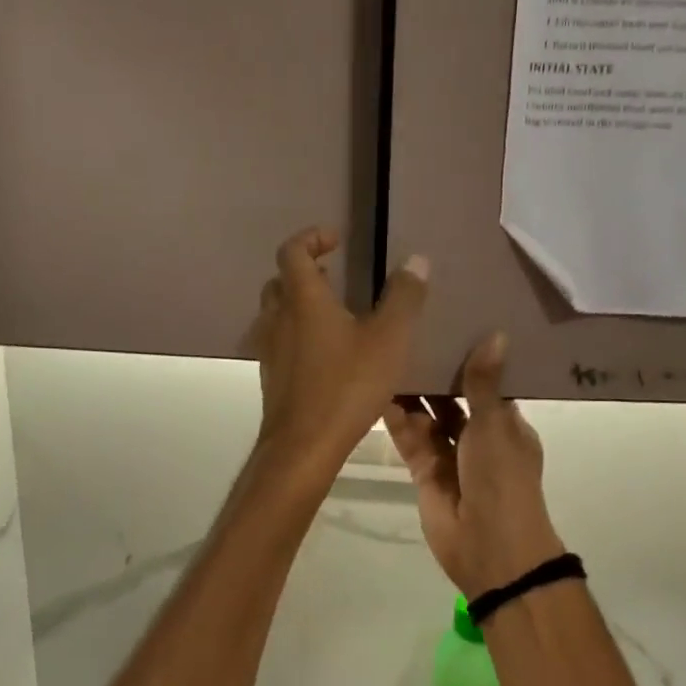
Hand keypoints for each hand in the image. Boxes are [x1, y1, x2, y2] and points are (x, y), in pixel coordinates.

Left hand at [250, 227, 428, 480]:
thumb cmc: (347, 386)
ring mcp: (269, 350)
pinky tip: (325, 354)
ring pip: (276, 313)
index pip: (292, 251)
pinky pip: (279, 342)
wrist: (303, 447)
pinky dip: (297, 334)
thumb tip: (416, 260)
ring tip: (333, 314)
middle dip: (304, 271)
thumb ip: (404, 298)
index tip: (336, 240)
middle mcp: (278, 318)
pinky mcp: (271, 377)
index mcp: (302, 300)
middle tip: (333, 275)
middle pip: (280, 281)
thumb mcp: (389, 340)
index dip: (311, 238)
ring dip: (298, 304)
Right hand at [384, 333, 566, 600]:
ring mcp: (450, 457)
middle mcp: (478, 438)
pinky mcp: (425, 474)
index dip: (468, 360)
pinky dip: (398, 422)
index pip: (486, 384)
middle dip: (434, 376)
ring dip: (412, 397)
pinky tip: (380, 396)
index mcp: (505, 425)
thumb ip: (484, 383)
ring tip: (388, 361)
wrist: (490, 547)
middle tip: (407, 337)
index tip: (448, 327)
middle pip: (452, 400)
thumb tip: (497, 333)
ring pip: (428, 420)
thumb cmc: (501, 479)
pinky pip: (410, 441)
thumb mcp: (495, 425)